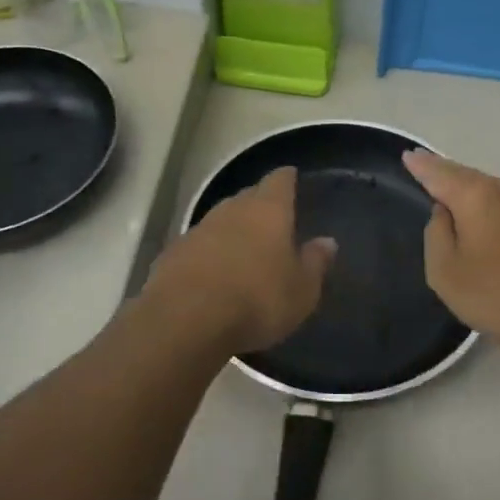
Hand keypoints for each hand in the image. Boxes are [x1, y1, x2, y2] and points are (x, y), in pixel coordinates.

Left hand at [146, 167, 335, 353]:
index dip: (287, 179)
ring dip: (233, 231)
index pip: (279, 180)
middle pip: (248, 197)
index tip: (291, 178)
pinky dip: (209, 254)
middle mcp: (232, 210)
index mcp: (268, 210)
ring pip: (221, 220)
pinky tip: (214, 274)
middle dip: (260, 205)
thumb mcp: (301, 290)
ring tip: (245, 250)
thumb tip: (327, 242)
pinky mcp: (172, 254)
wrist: (185, 321)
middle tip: (273, 220)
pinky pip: (199, 246)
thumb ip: (315, 263)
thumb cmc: (257, 301)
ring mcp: (198, 230)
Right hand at [402, 150, 499, 357]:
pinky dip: (481, 199)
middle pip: (464, 174)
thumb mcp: (445, 270)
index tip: (407, 155)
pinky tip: (473, 208)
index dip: (421, 166)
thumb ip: (436, 233)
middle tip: (420, 162)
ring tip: (442, 182)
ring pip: (485, 186)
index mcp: (475, 195)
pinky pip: (499, 200)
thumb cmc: (494, 295)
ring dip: (463, 184)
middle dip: (442, 169)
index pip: (439, 173)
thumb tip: (444, 212)